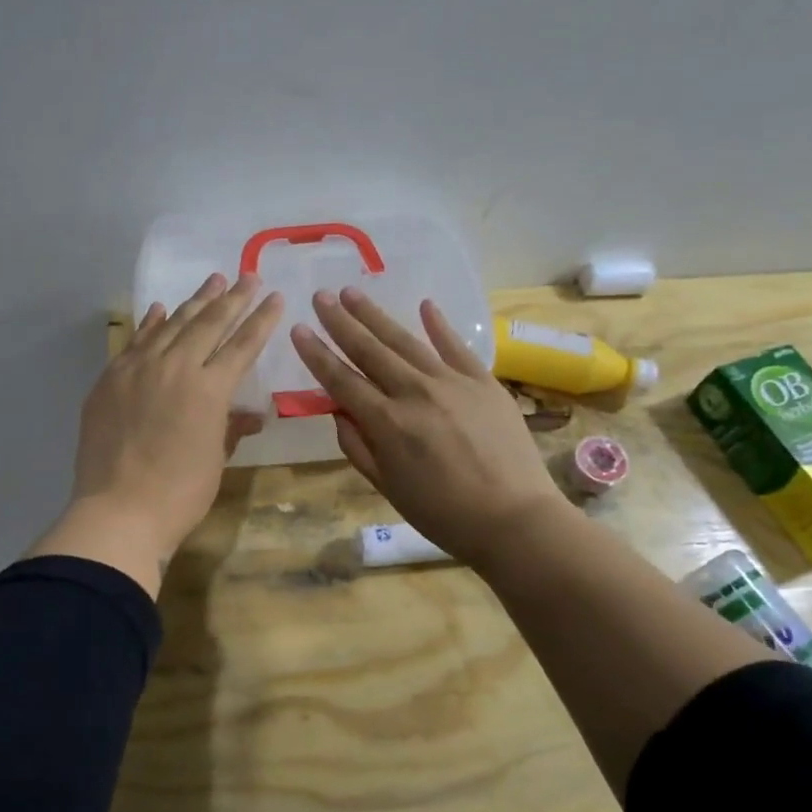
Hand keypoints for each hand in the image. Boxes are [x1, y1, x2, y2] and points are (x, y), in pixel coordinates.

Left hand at [30, 272, 282, 595]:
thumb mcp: (216, 460)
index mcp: (209, 389)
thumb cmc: (179, 494)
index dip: (261, 320)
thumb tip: (246, 414)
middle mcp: (175, 367)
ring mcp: (137, 369)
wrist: (118, 511)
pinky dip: (150, 323)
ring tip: (213, 281)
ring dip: (194, 302)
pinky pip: (135, 341)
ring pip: (171, 325)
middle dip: (232, 299)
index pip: (242, 345)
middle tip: (247, 277)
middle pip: (209, 324)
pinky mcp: (110, 379)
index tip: (274, 297)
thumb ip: (229, 428)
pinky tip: (160, 309)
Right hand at [290, 287, 570, 573]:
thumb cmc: (443, 514)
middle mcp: (414, 392)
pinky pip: (457, 346)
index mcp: (386, 423)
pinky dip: (439, 325)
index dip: (316, 354)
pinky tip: (425, 304)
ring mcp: (452, 382)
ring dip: (376, 315)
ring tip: (353, 293)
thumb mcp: (387, 487)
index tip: (298, 329)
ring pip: (405, 341)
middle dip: (341, 322)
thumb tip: (338, 411)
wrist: (514, 518)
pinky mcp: (483, 381)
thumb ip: (358, 446)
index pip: (341, 380)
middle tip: (321, 296)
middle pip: (369, 350)